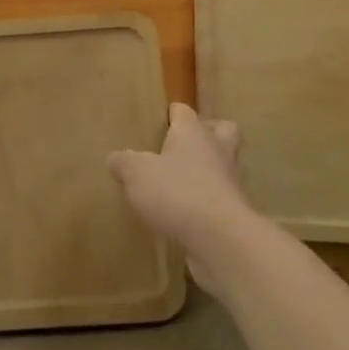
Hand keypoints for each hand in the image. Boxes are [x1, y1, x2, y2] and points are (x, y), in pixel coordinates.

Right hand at [109, 103, 252, 286]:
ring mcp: (229, 182)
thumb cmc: (177, 192)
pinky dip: (206, 203)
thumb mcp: (137, 174)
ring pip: (222, 166)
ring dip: (207, 171)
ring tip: (180, 184)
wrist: (220, 238)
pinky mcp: (233, 213)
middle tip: (183, 147)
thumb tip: (115, 158)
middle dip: (207, 134)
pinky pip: (219, 199)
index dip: (172, 113)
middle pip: (222, 130)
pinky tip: (184, 215)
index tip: (158, 122)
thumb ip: (124, 163)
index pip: (184, 111)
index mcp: (193, 132)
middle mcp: (216, 150)